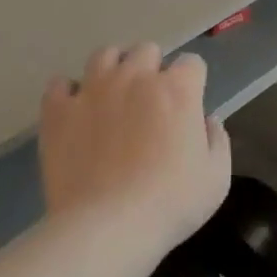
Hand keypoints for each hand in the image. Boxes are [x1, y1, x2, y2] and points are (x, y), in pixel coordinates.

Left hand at [39, 44, 230, 248]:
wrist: (107, 227)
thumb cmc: (171, 204)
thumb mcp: (215, 179)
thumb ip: (217, 141)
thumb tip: (207, 120)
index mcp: (177, 89)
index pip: (192, 63)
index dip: (193, 82)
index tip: (189, 105)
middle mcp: (135, 77)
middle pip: (147, 50)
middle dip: (152, 68)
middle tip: (151, 100)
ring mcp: (92, 90)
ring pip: (104, 55)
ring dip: (113, 68)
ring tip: (113, 94)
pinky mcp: (58, 110)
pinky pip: (59, 84)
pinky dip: (68, 93)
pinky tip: (75, 111)